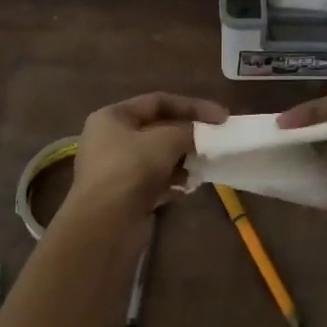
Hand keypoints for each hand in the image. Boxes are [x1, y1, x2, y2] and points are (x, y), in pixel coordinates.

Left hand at [63, 92, 228, 227]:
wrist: (104, 225)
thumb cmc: (132, 169)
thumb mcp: (166, 140)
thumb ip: (188, 131)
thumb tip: (199, 135)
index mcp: (113, 117)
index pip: (158, 102)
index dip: (192, 106)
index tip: (221, 118)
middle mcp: (110, 139)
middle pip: (157, 129)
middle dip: (187, 135)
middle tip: (214, 142)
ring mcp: (115, 168)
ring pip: (157, 157)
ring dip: (182, 160)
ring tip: (202, 168)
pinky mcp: (122, 195)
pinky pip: (153, 180)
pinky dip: (171, 181)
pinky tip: (187, 187)